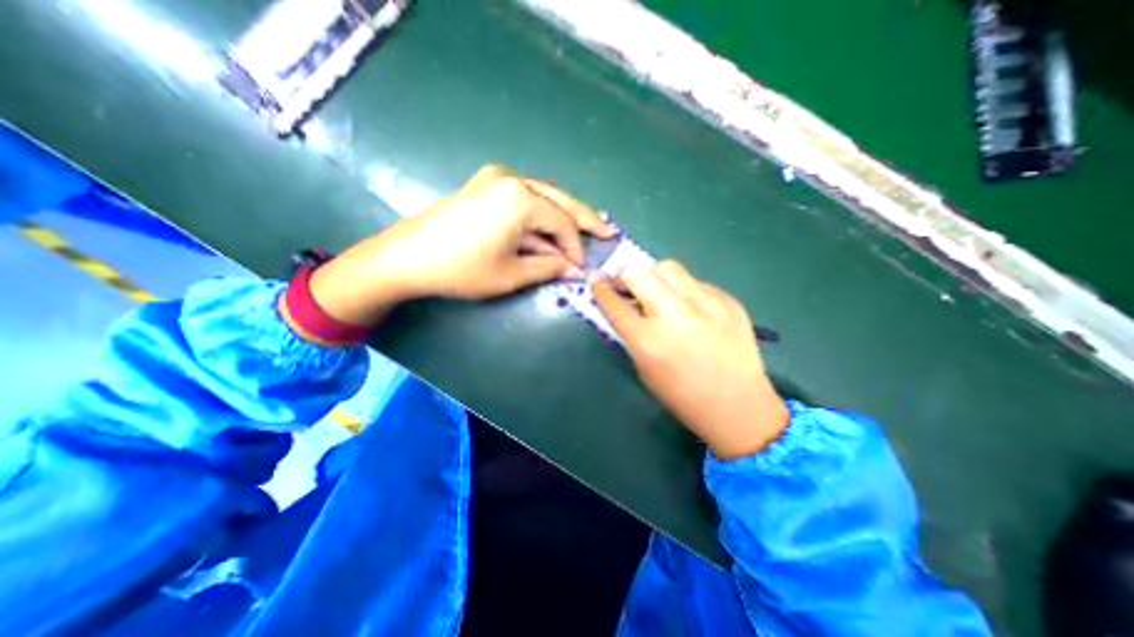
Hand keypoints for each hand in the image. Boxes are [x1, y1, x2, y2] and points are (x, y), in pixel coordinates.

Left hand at [306, 165, 616, 327]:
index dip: (576, 247)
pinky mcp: (485, 185)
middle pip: (560, 201)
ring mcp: (496, 178)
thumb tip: (575, 270)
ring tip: (586, 229)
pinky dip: (541, 214)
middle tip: (607, 231)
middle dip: (584, 219)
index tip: (581, 267)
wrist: (407, 258)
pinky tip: (552, 226)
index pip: (562, 223)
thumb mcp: (511, 274)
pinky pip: (525, 198)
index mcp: (520, 199)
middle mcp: (512, 179)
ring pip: (544, 197)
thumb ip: (548, 267)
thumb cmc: (461, 269)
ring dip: (563, 216)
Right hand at [593, 261, 790, 459]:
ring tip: (661, 292)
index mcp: (646, 339)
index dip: (601, 288)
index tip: (597, 279)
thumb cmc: (682, 394)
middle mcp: (672, 314)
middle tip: (629, 285)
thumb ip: (632, 334)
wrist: (737, 405)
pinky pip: (695, 282)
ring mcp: (703, 303)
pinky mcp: (727, 300)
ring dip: (656, 277)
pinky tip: (692, 309)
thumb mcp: (644, 367)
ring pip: (668, 267)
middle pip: (638, 273)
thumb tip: (627, 305)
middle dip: (626, 276)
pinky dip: (685, 291)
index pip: (613, 302)